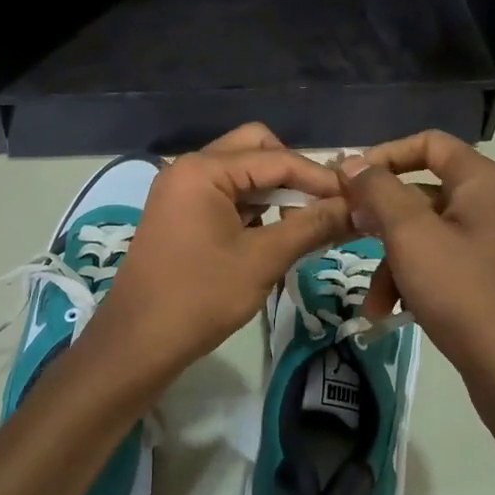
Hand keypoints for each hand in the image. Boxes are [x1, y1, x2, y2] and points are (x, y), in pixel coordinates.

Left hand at [85, 124, 352, 382]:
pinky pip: (227, 195)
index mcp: (203, 170)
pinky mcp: (181, 213)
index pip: (276, 158)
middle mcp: (189, 168)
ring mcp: (181, 190)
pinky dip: (255, 208)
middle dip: (293, 174)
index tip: (356, 198)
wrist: (137, 344)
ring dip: (275, 192)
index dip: (320, 177)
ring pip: (242, 173)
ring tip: (305, 225)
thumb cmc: (200, 298)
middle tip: (321, 207)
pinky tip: (276, 234)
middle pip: (256, 150)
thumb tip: (357, 209)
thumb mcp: (263, 260)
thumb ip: (312, 226)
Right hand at [339, 131, 494, 391]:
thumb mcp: (411, 236)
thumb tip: (352, 163)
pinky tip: (394, 314)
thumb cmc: (464, 293)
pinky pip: (446, 263)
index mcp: (484, 182)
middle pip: (425, 193)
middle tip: (348, 237)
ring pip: (430, 235)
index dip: (385, 155)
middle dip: (382, 222)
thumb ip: (379, 192)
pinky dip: (417, 280)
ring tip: (373, 306)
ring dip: (394, 263)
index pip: (429, 144)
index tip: (349, 182)